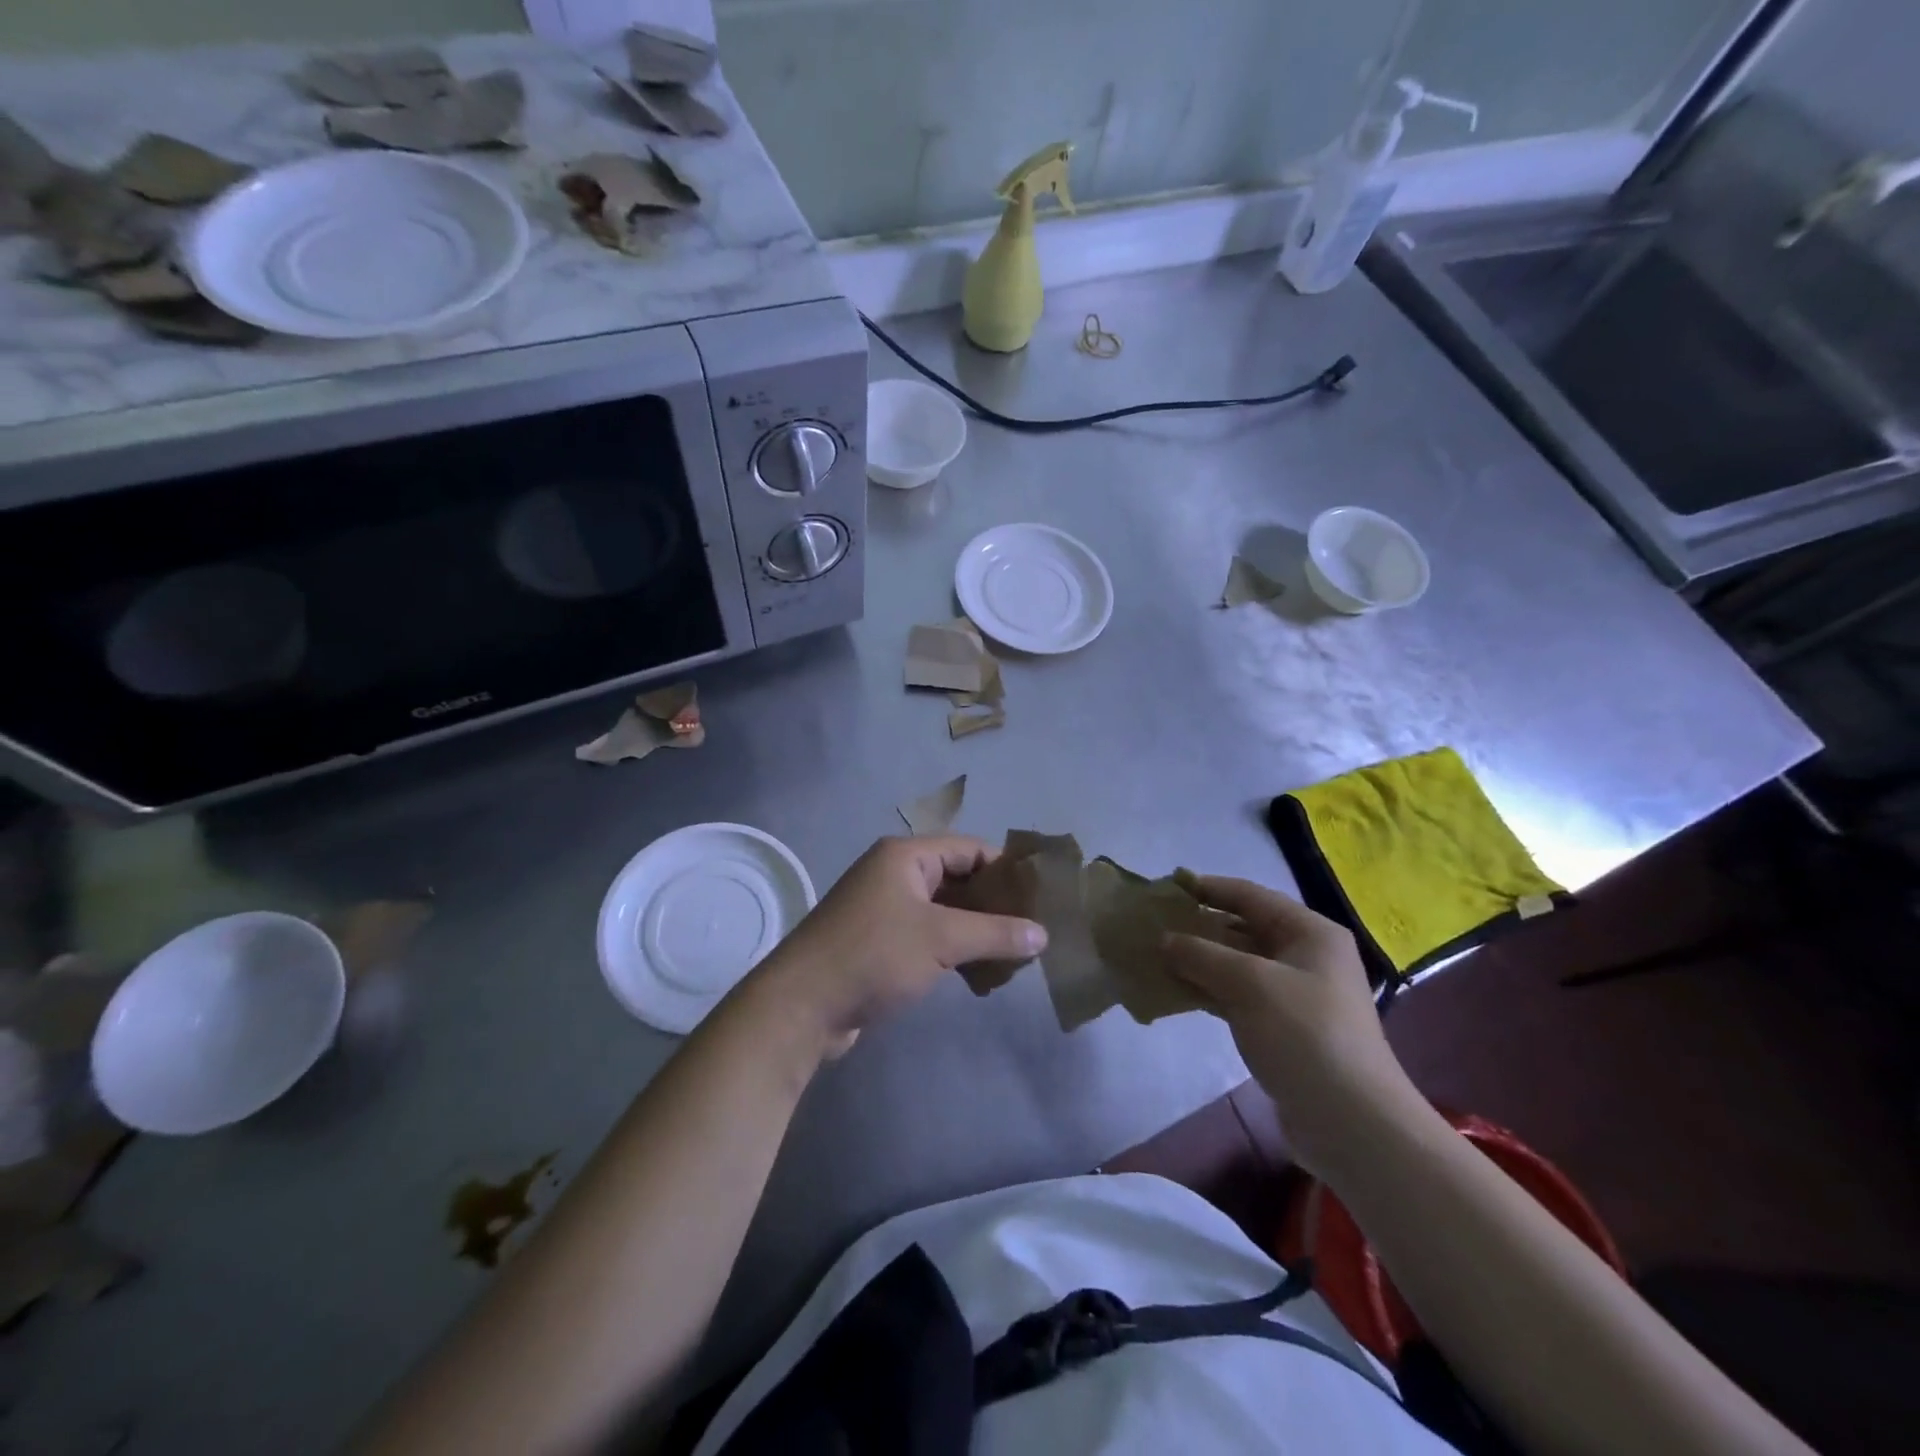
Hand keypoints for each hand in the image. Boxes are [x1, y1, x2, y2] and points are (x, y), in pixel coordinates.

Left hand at [756, 836, 1046, 1056]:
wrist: (801, 1007)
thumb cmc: (873, 956)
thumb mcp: (941, 940)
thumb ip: (996, 933)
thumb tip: (1043, 935)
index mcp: (905, 857)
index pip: (970, 849)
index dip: (1006, 871)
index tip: (1041, 899)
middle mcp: (895, 875)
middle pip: (959, 881)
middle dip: (995, 908)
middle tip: (1032, 936)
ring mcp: (885, 910)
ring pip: (946, 914)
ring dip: (977, 935)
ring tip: (1012, 964)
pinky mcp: (880, 944)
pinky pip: (929, 938)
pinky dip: (955, 953)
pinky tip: (979, 981)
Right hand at [1161, 876, 1419, 1177]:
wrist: (1352, 1122)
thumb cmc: (1304, 1034)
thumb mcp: (1248, 983)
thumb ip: (1201, 954)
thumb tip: (1164, 940)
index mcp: (1310, 933)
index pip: (1251, 896)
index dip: (1209, 888)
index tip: (1168, 886)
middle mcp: (1306, 956)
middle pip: (1244, 928)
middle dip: (1200, 926)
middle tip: (1155, 925)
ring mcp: (1296, 995)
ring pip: (1239, 965)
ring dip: (1200, 961)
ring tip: (1157, 956)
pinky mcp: (1284, 1028)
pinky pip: (1239, 996)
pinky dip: (1210, 990)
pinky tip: (1177, 993)